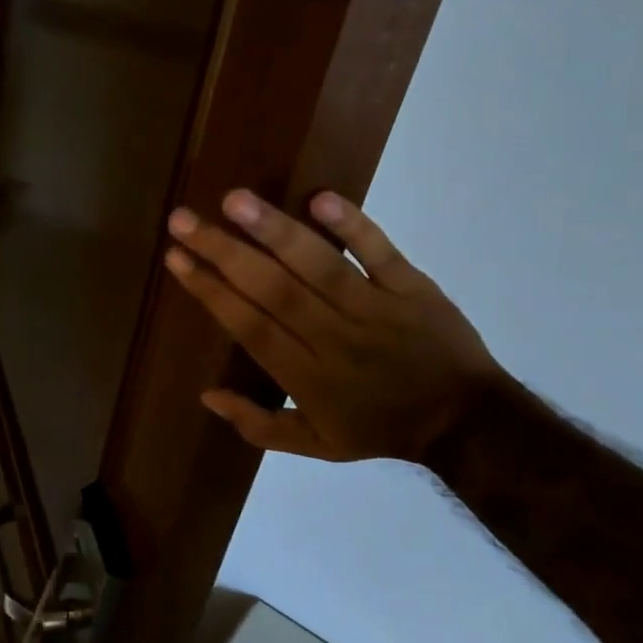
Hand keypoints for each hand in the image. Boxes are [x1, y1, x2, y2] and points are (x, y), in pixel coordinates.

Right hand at [163, 189, 500, 465]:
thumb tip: (207, 395)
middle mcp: (333, 337)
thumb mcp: (316, 446)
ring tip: (234, 200)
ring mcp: (375, 308)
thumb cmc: (381, 429)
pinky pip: (381, 253)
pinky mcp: (412, 288)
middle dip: (223, 252)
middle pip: (272, 290)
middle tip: (183, 220)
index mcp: (306, 376)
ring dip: (275, 231)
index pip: (249, 326)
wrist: (467, 422)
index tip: (176, 259)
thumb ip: (259, 425)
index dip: (210, 291)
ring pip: (319, 266)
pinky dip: (354, 226)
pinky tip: (320, 197)